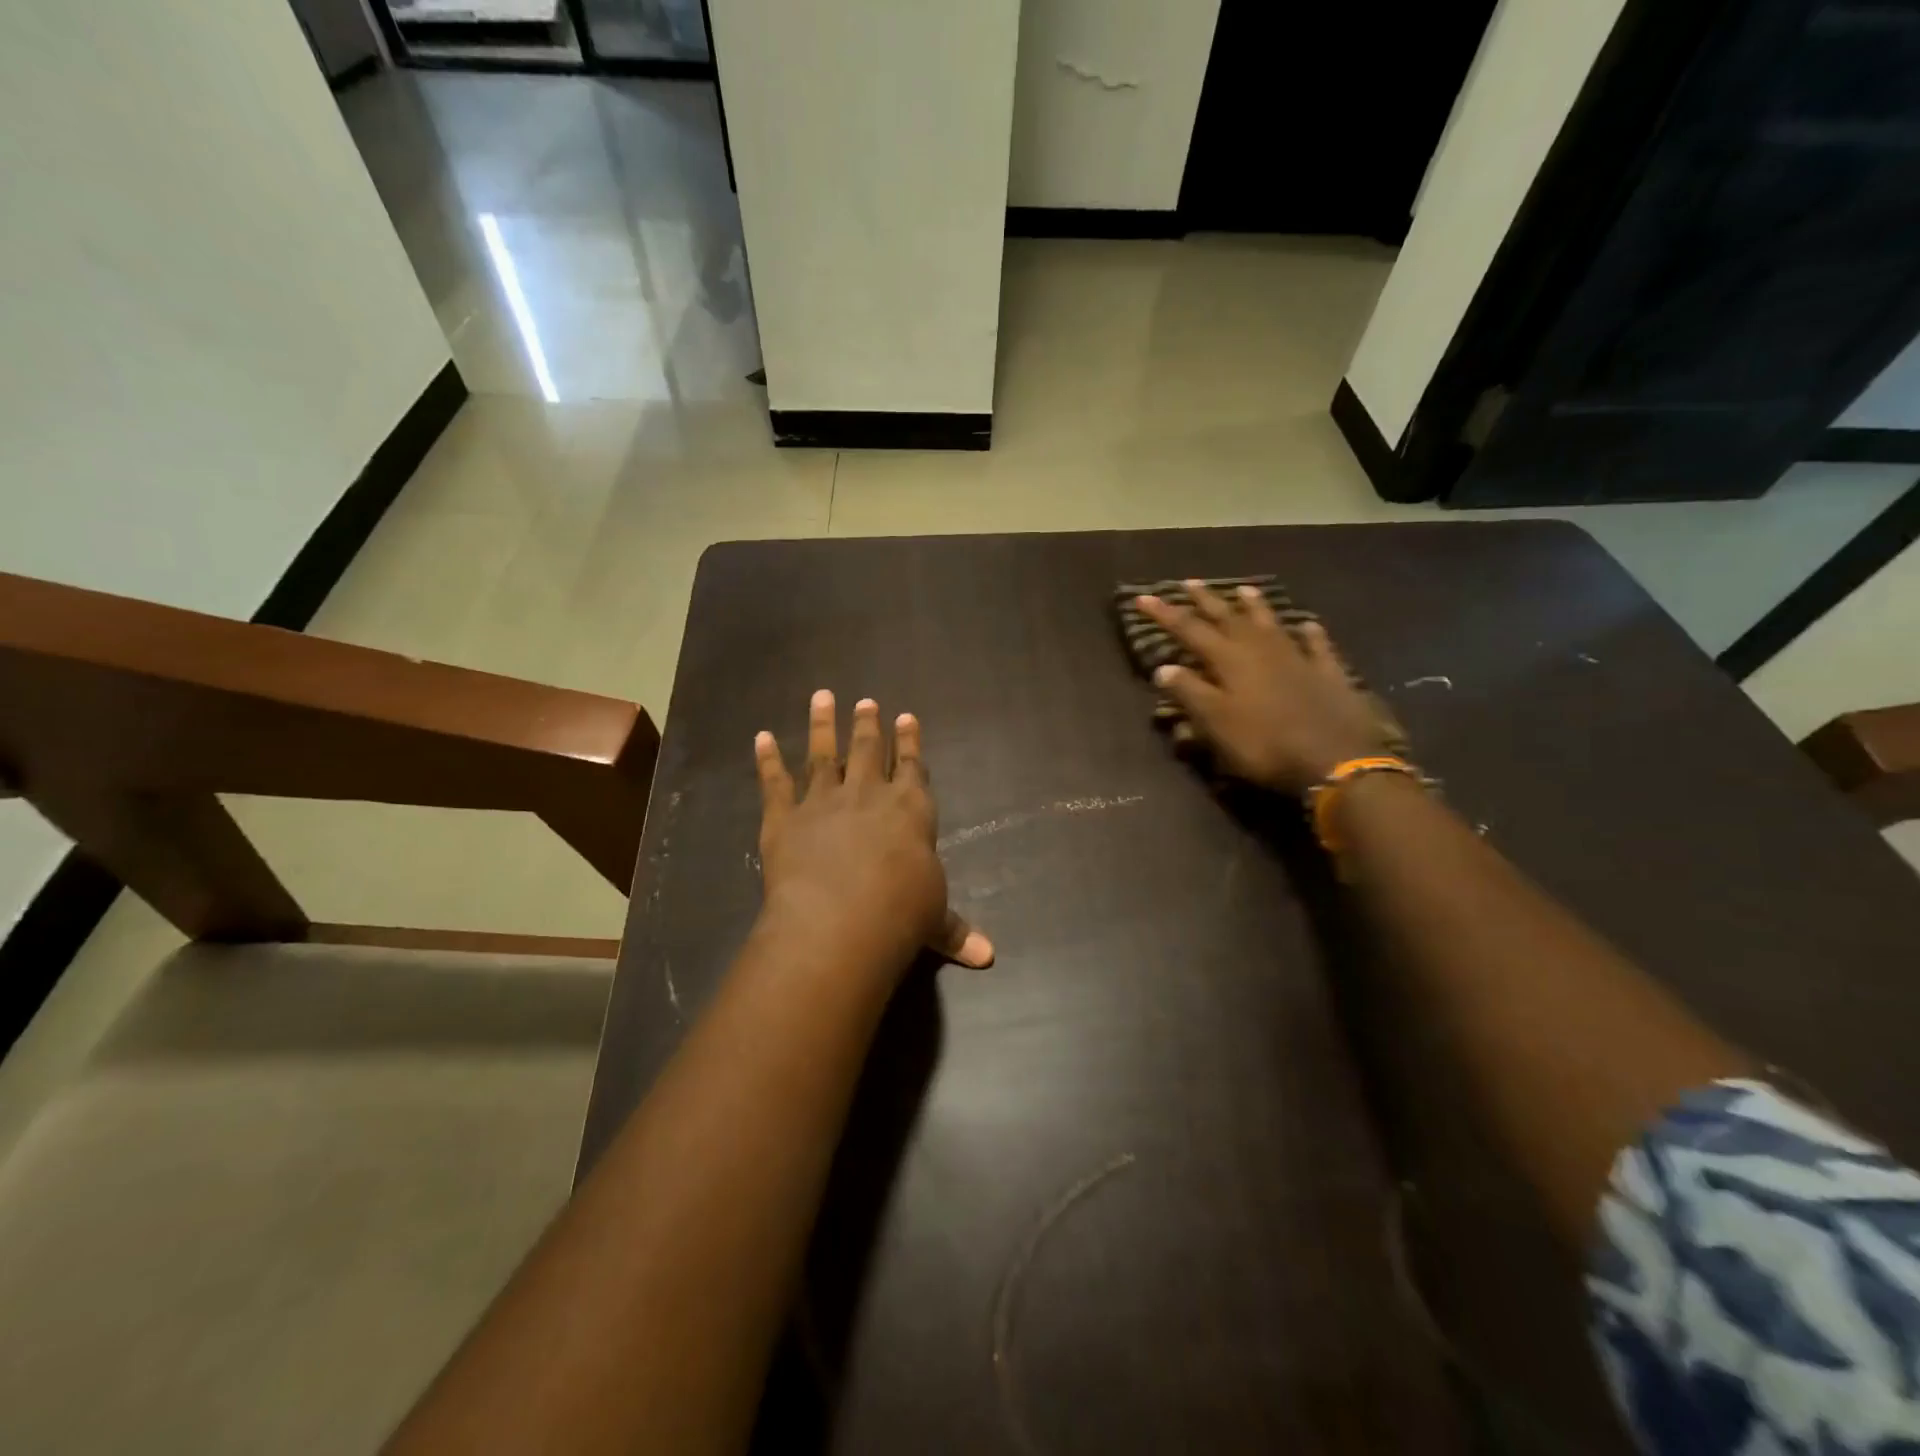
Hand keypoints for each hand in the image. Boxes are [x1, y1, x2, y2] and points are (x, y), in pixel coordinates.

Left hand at [754, 690, 992, 978]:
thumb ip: (956, 930)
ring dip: (822, 725)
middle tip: (866, 702)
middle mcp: (868, 795)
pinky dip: (766, 760)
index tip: (906, 716)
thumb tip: (988, 956)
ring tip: (821, 697)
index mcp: (910, 810)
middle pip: (867, 751)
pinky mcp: (784, 818)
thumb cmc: (901, 914)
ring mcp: (823, 802)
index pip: (911, 767)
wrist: (842, 920)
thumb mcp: (935, 920)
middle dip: (868, 726)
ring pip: (822, 755)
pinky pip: (775, 783)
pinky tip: (760, 737)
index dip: (909, 742)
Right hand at [1137, 581, 1388, 795]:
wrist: (1335, 759)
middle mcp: (1261, 649)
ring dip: (1254, 606)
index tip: (1143, 597)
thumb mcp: (1216, 723)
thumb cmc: (1265, 743)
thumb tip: (1164, 668)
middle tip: (1189, 582)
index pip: (1190, 630)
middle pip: (1228, 618)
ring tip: (1243, 588)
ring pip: (1271, 623)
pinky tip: (1309, 625)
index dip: (1165, 614)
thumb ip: (1190, 693)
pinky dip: (1310, 634)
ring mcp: (1297, 658)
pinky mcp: (1328, 673)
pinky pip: (1317, 646)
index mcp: (1230, 660)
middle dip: (1206, 600)